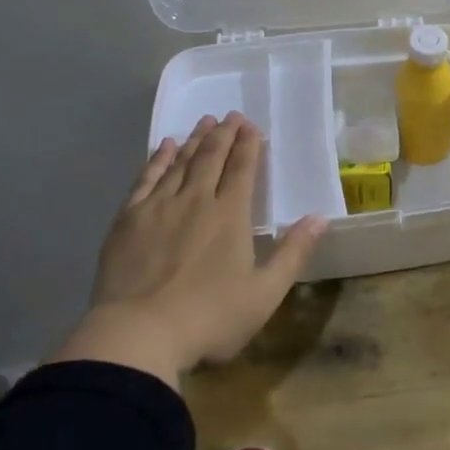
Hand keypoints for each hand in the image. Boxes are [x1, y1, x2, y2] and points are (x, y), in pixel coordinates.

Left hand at [51, 112, 327, 389]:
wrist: (139, 333)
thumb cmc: (210, 317)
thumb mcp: (265, 293)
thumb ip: (293, 253)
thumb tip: (320, 217)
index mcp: (230, 215)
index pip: (242, 169)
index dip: (248, 145)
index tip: (251, 126)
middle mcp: (196, 200)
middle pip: (211, 158)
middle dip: (223, 134)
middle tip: (230, 116)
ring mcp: (159, 207)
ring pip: (180, 163)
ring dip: (195, 140)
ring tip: (204, 123)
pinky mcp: (129, 219)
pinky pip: (146, 178)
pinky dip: (158, 159)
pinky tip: (165, 147)